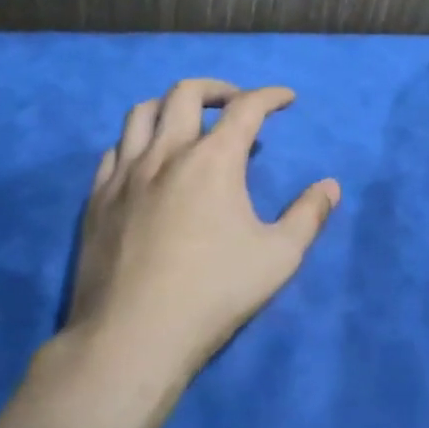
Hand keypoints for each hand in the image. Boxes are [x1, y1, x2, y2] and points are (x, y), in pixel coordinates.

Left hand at [64, 78, 340, 385]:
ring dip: (170, 105)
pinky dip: (137, 141)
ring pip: (141, 112)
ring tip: (188, 122)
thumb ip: (308, 216)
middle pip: (186, 93)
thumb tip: (331, 186)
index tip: (286, 99)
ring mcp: (126, 174)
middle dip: (218, 88)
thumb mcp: (278, 258)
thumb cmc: (213, 294)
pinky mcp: (97, 199)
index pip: (246, 107)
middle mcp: (167, 153)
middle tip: (236, 104)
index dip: (270, 95)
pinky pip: (114, 149)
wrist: (132, 338)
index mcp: (213, 160)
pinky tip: (147, 161)